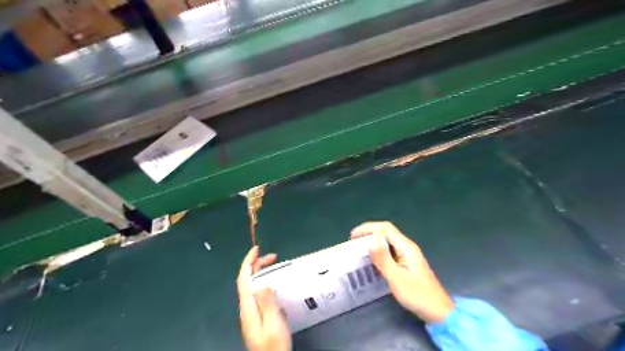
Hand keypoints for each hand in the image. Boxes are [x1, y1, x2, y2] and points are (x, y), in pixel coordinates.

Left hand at [239, 246, 290, 350]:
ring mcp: (250, 314)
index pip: (244, 278)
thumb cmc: (273, 346)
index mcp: (248, 307)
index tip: (256, 249)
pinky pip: (257, 294)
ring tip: (274, 266)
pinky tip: (273, 285)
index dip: (248, 262)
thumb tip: (261, 282)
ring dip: (260, 273)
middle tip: (273, 257)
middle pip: (247, 281)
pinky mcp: (256, 318)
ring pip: (251, 287)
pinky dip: (263, 282)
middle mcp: (246, 308)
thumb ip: (267, 303)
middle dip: (257, 264)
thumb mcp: (273, 324)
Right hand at [351, 222, 454, 323]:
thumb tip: (370, 242)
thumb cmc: (417, 295)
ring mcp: (408, 254)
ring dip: (373, 241)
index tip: (353, 235)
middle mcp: (407, 247)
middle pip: (386, 232)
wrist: (438, 311)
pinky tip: (372, 259)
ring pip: (388, 241)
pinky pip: (390, 251)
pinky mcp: (407, 263)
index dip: (368, 228)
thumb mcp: (397, 278)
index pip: (385, 228)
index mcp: (406, 247)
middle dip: (369, 233)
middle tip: (353, 241)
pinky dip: (379, 251)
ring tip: (359, 248)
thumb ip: (383, 259)